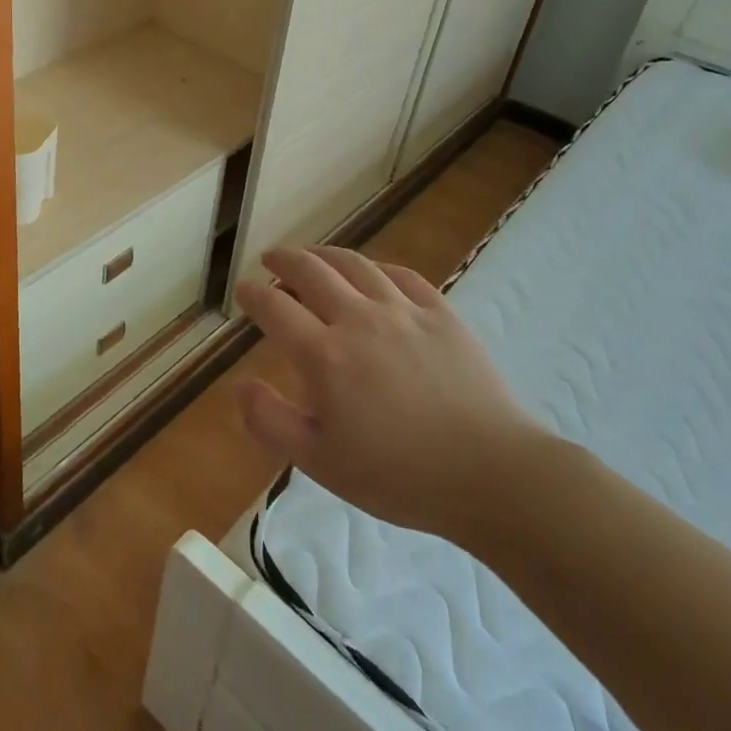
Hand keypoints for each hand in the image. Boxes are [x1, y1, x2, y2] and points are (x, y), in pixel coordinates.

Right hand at [234, 246, 549, 543]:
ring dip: (325, 255)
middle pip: (311, 271)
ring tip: (312, 256)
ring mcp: (403, 311)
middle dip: (284, 260)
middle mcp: (359, 319)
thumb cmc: (397, 475)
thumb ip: (271, 422)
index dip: (253, 294)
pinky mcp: (442, 314)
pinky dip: (376, 268)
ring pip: (355, 265)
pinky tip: (372, 273)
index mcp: (324, 355)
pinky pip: (401, 275)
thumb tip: (240, 385)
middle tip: (271, 259)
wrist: (490, 474)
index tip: (242, 290)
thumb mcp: (320, 462)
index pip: (275, 308)